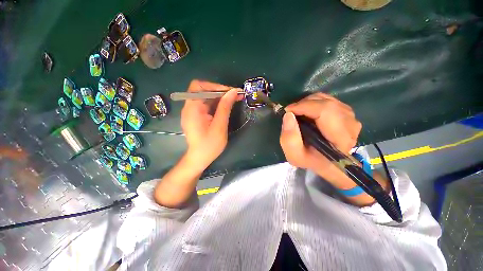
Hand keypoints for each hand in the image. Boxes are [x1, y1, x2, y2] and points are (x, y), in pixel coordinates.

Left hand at [181, 80, 242, 170]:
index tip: (230, 92)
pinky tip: (226, 107)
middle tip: (236, 95)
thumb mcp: (219, 126)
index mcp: (192, 109)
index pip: (199, 86)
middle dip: (220, 91)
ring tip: (234, 100)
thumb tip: (233, 92)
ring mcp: (193, 112)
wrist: (199, 159)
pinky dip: (217, 104)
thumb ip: (225, 107)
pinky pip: (207, 105)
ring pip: (206, 98)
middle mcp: (190, 107)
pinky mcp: (197, 116)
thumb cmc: (209, 145)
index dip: (215, 86)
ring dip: (220, 97)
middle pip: (203, 91)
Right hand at [280, 92, 361, 187]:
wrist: (327, 163)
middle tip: (291, 112)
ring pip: (327, 99)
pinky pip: (329, 100)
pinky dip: (315, 103)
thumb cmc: (311, 160)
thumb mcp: (295, 156)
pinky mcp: (347, 114)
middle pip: (327, 103)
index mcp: (340, 138)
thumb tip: (288, 115)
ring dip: (309, 103)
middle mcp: (351, 125)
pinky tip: (308, 112)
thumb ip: (289, 139)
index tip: (288, 110)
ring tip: (298, 112)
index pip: (326, 111)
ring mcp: (351, 117)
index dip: (305, 106)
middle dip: (304, 104)